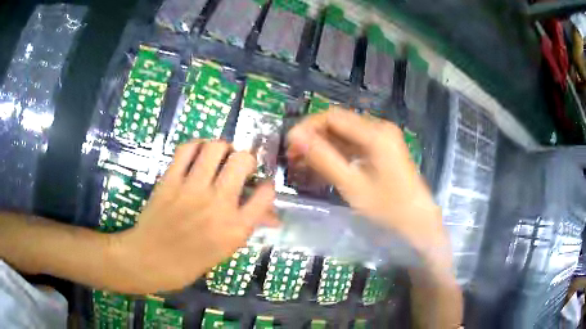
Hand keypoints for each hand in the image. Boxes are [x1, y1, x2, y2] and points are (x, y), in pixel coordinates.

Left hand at [108, 140, 275, 293]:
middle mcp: (217, 204)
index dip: (268, 185)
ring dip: (223, 147)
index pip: (265, 194)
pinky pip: (186, 149)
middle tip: (239, 166)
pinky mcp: (170, 180)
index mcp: (235, 229)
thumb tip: (271, 215)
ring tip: (220, 156)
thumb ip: (247, 227)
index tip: (261, 185)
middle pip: (242, 160)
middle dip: (246, 159)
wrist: (150, 261)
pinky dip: (196, 145)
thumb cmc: (190, 263)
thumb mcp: (225, 251)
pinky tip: (198, 154)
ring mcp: (191, 189)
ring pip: (215, 147)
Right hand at [287, 108, 448, 260]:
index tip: (290, 145)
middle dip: (314, 137)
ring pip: (344, 134)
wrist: (418, 221)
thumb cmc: (389, 207)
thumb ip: (323, 158)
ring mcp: (382, 138)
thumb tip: (296, 137)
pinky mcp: (382, 149)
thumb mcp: (352, 185)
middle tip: (294, 157)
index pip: (332, 116)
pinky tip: (323, 165)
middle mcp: (379, 128)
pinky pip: (354, 144)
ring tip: (303, 163)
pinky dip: (337, 153)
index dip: (307, 127)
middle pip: (338, 123)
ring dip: (323, 145)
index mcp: (375, 133)